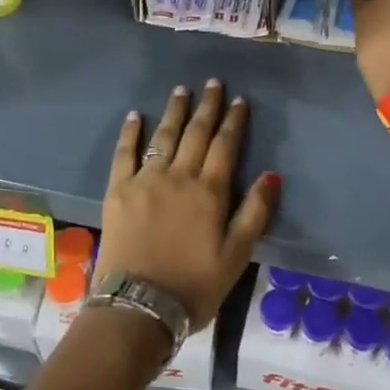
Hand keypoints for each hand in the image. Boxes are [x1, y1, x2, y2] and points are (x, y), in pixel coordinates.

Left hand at [98, 82, 278, 329]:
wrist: (138, 306)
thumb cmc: (194, 285)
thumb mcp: (236, 255)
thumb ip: (255, 212)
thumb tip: (271, 174)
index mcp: (209, 191)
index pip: (225, 145)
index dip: (233, 120)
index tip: (239, 99)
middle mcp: (178, 176)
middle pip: (195, 133)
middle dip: (207, 106)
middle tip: (213, 83)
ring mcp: (145, 181)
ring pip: (163, 136)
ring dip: (174, 111)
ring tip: (181, 90)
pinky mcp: (118, 191)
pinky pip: (124, 153)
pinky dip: (130, 133)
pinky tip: (134, 116)